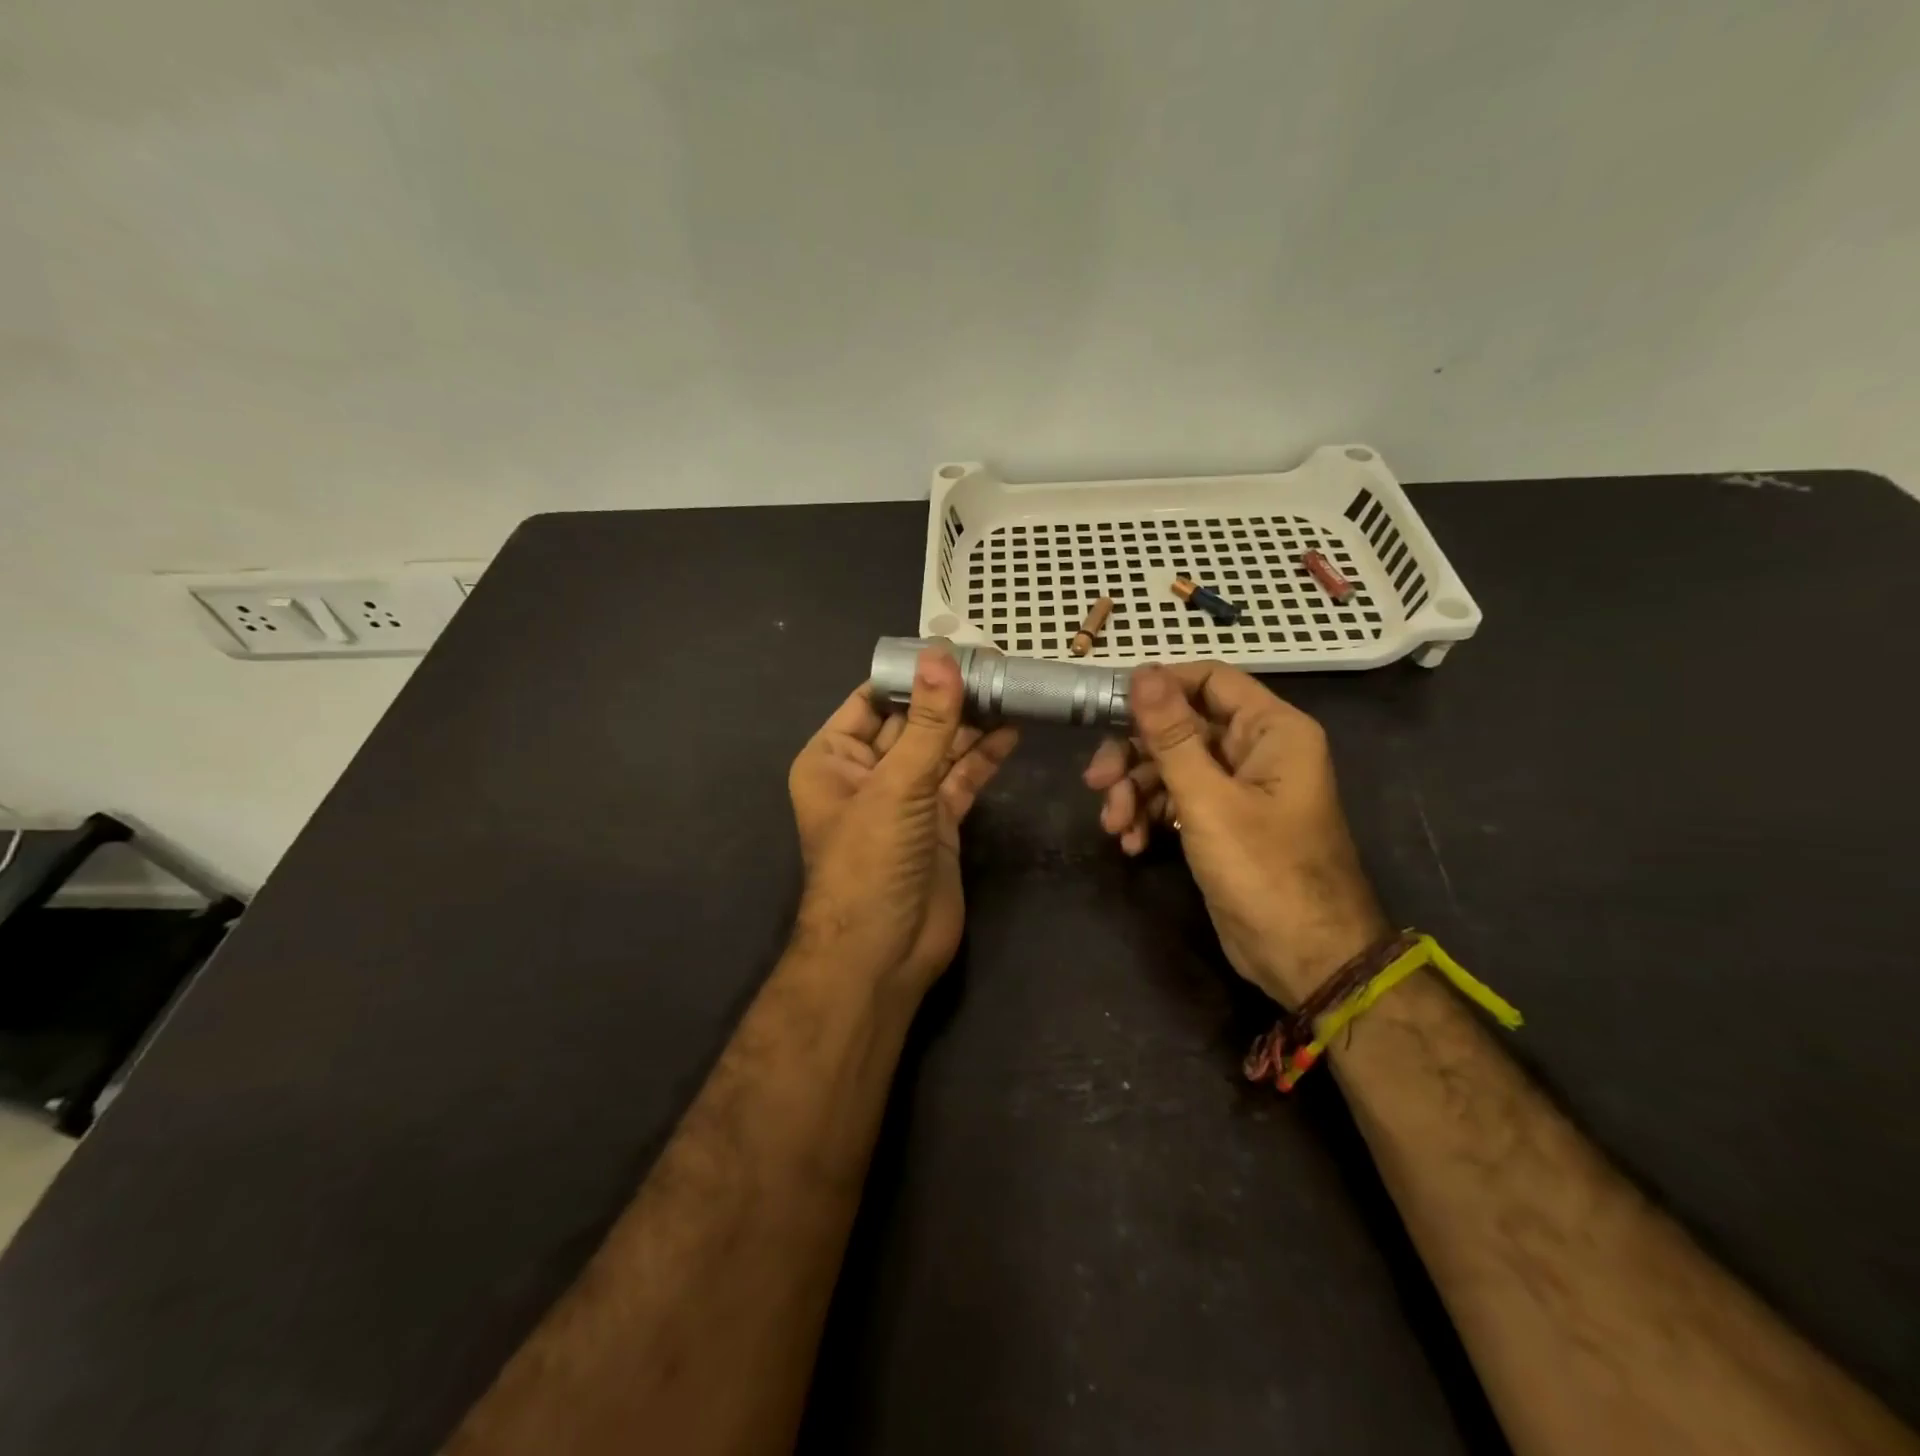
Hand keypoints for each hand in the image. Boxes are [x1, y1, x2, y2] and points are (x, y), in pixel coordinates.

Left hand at [788, 647, 1018, 997]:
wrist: (883, 954)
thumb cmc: (870, 863)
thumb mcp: (897, 786)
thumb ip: (928, 724)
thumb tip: (942, 656)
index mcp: (833, 758)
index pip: (874, 700)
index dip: (913, 675)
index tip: (955, 646)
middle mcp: (866, 773)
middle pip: (913, 723)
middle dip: (950, 697)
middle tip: (996, 665)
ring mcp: (904, 799)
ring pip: (941, 750)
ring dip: (972, 724)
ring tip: (1011, 689)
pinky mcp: (938, 823)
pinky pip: (961, 779)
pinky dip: (984, 757)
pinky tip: (1011, 731)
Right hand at [1084, 662, 1388, 1007]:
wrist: (1305, 959)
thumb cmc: (1264, 871)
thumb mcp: (1208, 799)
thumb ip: (1170, 735)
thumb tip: (1142, 672)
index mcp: (1271, 730)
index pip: (1209, 680)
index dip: (1159, 688)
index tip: (1110, 708)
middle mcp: (1256, 750)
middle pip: (1180, 727)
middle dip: (1135, 756)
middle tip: (1096, 782)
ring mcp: (1239, 788)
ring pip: (1171, 767)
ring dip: (1136, 793)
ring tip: (1115, 828)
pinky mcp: (1222, 822)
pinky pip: (1177, 800)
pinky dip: (1151, 817)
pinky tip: (1133, 844)